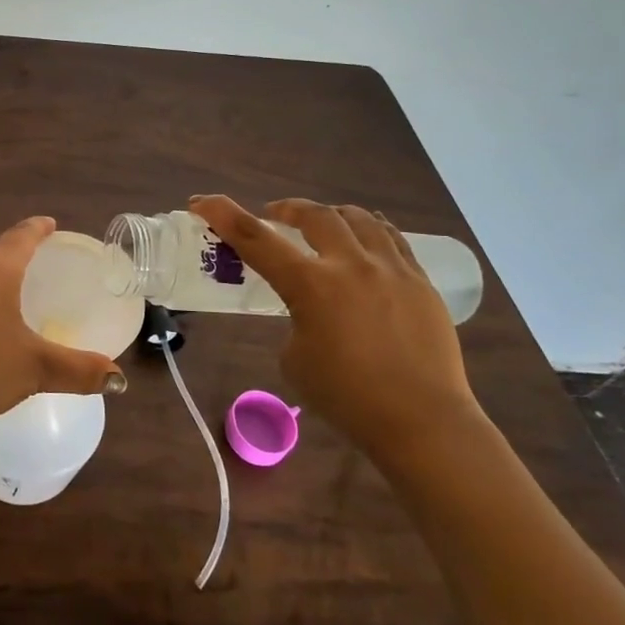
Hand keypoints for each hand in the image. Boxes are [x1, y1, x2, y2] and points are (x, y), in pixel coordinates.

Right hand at [189, 195, 481, 464]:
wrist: (423, 423)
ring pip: (358, 218)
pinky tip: (366, 237)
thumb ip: (295, 321)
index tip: (201, 201)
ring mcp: (391, 269)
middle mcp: (350, 265)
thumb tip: (310, 312)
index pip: (255, 238)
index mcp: (310, 285)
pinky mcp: (420, 282)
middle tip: (275, 215)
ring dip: (331, 215)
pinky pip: (393, 239)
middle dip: (287, 209)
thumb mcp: (295, 360)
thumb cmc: (347, 398)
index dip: (223, 214)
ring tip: (323, 224)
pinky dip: (370, 230)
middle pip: (314, 214)